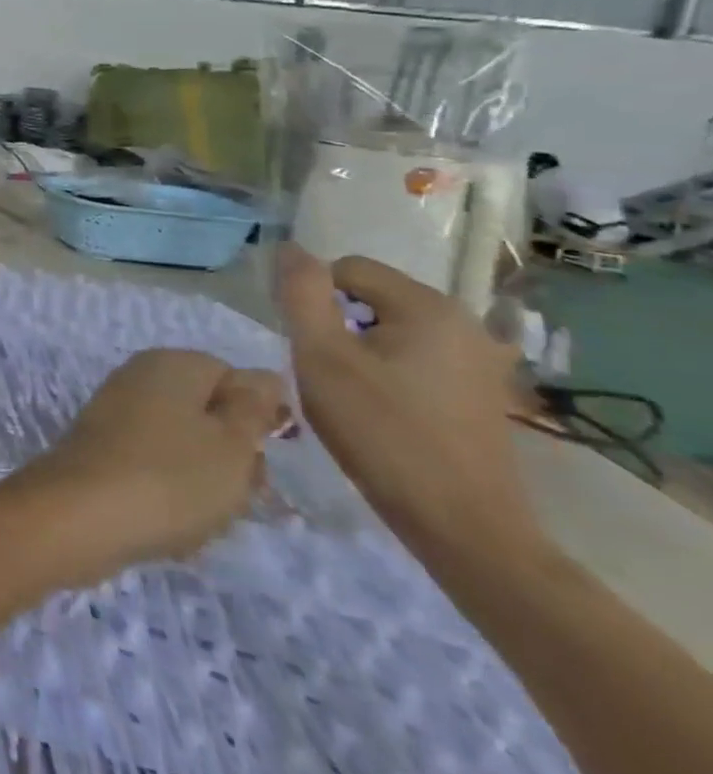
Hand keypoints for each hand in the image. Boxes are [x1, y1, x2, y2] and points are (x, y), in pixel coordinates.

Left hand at [5, 349, 283, 573]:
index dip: (255, 419)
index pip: (233, 378)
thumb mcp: (233, 443)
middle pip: (208, 417)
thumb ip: (253, 408)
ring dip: (203, 487)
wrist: (80, 515)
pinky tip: (169, 531)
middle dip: (230, 460)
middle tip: (233, 495)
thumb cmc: (171, 476)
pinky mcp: (101, 452)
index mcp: (170, 363)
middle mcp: (138, 378)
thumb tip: (261, 378)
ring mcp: (115, 415)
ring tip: (199, 518)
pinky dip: (167, 499)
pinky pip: (153, 472)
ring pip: (185, 451)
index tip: (261, 456)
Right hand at [277, 244, 542, 557]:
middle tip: (324, 372)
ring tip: (350, 394)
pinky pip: (418, 357)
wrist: (461, 524)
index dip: (313, 299)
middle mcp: (465, 322)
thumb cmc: (380, 432)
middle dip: (338, 325)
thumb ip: (302, 295)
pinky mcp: (483, 392)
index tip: (306, 345)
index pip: (347, 269)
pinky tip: (382, 410)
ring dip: (361, 350)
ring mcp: (481, 359)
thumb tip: (291, 249)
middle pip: (372, 297)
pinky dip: (390, 371)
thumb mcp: (321, 357)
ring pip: (393, 329)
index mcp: (429, 306)